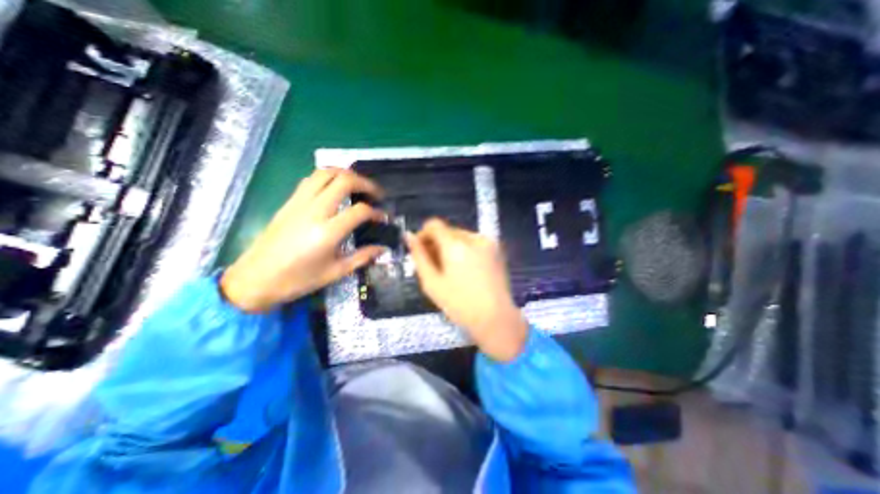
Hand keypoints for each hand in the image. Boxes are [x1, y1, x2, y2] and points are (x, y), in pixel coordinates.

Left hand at [221, 170, 384, 312]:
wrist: (255, 278)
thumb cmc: (298, 280)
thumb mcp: (335, 272)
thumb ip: (362, 257)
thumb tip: (382, 249)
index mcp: (327, 232)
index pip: (360, 211)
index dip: (376, 212)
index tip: (383, 218)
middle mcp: (314, 211)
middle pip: (344, 181)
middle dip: (366, 183)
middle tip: (376, 194)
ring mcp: (299, 203)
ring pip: (325, 173)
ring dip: (346, 174)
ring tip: (358, 185)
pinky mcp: (289, 202)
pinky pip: (311, 179)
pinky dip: (328, 177)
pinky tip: (335, 188)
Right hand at [406, 221, 527, 361]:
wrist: (495, 318)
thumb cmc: (459, 304)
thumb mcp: (432, 283)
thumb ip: (419, 257)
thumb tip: (409, 236)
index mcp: (456, 245)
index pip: (434, 224)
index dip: (423, 234)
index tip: (421, 250)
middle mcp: (473, 237)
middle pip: (448, 230)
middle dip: (437, 243)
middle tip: (434, 265)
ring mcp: (487, 242)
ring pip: (460, 236)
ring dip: (451, 247)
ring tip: (451, 270)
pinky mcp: (496, 249)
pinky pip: (473, 242)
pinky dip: (465, 250)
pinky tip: (465, 269)